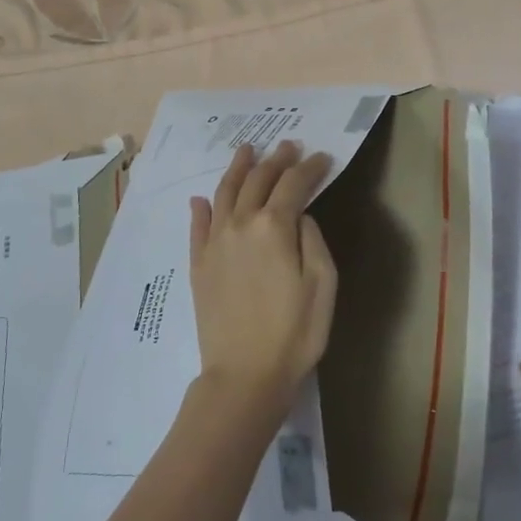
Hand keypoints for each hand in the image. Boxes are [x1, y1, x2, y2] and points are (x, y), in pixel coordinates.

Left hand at [188, 141, 337, 408]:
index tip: (322, 158)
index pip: (294, 184)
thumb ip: (312, 239)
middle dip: (277, 160)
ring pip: (225, 193)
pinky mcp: (199, 264)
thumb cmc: (295, 331)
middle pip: (258, 180)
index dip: (310, 168)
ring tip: (247, 150)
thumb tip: (300, 215)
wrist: (245, 374)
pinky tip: (202, 198)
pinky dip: (202, 208)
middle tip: (288, 146)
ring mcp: (215, 243)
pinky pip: (198, 226)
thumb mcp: (323, 283)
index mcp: (274, 226)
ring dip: (238, 168)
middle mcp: (240, 224)